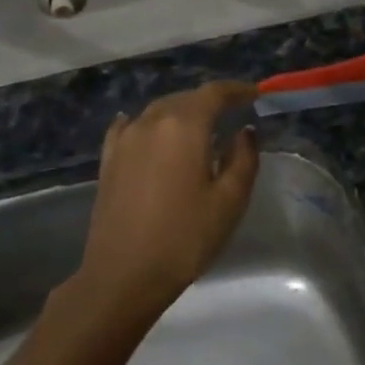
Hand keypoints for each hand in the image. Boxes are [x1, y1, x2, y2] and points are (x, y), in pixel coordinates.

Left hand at [70, 81, 260, 322]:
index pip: (214, 93)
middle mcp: (151, 122)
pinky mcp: (108, 160)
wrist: (123, 275)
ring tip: (198, 127)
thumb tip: (244, 131)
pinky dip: (147, 123)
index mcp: (184, 126)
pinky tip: (147, 129)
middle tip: (231, 113)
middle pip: (184, 98)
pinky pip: (130, 127)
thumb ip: (243, 159)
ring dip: (181, 112)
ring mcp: (125, 140)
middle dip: (209, 101)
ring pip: (158, 111)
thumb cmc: (185, 238)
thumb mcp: (230, 201)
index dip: (237, 90)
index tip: (255, 95)